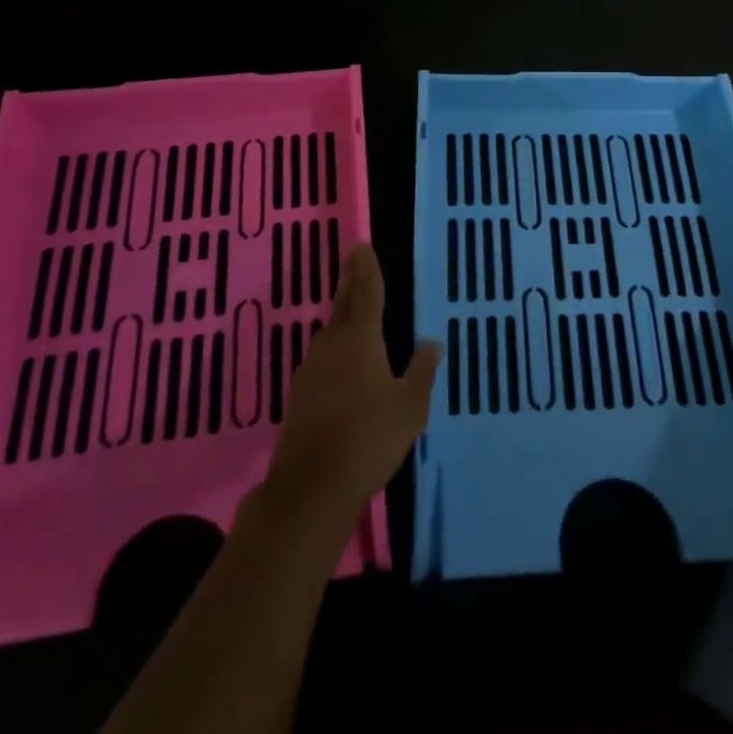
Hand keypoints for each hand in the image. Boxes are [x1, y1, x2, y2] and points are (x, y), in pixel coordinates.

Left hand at [266, 244, 440, 515]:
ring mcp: (311, 369)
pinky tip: (341, 360)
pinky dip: (334, 346)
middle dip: (349, 280)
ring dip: (341, 314)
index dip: (366, 268)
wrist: (310, 488)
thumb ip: (421, 372)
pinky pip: (322, 357)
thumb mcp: (410, 407)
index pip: (366, 292)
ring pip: (330, 331)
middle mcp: (332, 344)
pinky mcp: (300, 395)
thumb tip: (432, 342)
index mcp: (360, 338)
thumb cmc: (369, 439)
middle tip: (353, 259)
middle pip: (342, 304)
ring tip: (352, 307)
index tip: (362, 245)